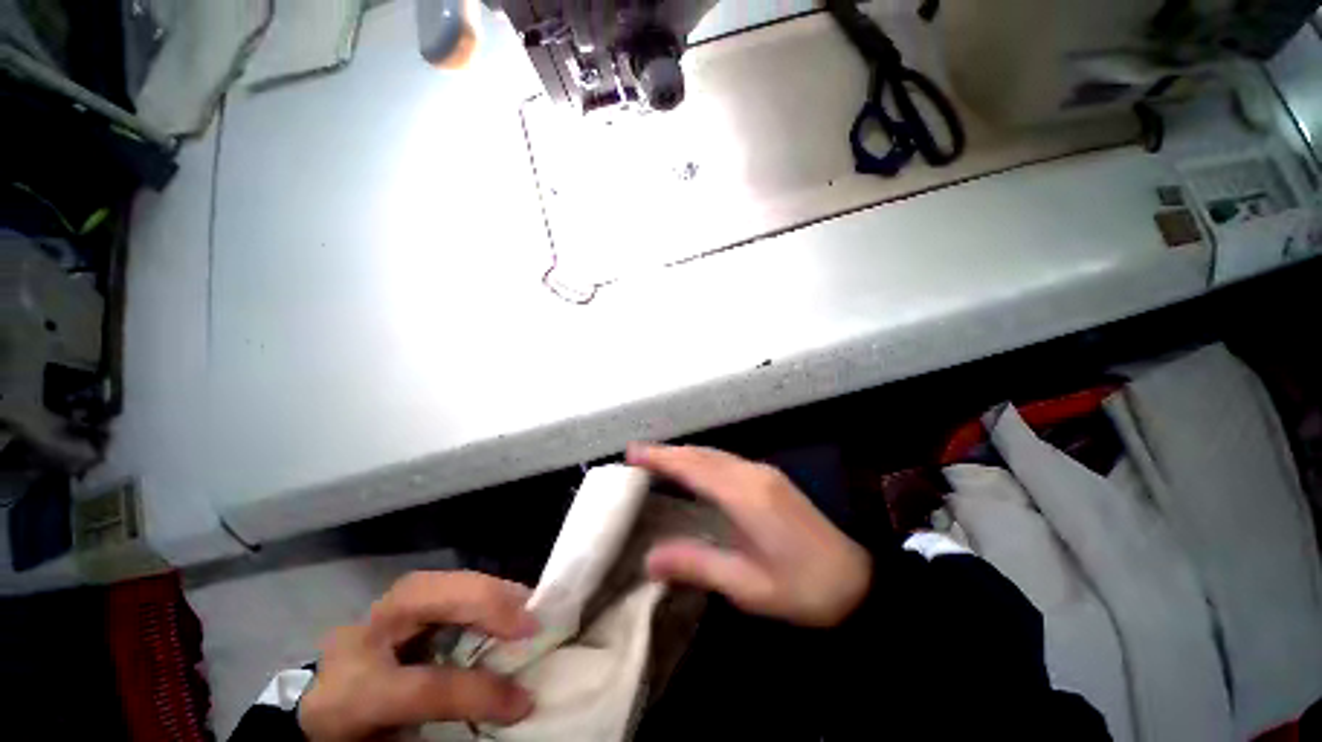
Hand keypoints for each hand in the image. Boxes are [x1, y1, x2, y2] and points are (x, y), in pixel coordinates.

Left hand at [298, 571, 538, 741]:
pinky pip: (445, 582)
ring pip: (438, 580)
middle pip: (425, 600)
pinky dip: (480, 587)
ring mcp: (378, 610)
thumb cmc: (358, 733)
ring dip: (489, 588)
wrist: (322, 709)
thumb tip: (510, 704)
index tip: (524, 701)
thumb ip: (446, 721)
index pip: (425, 686)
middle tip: (531, 620)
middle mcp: (363, 637)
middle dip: (486, 602)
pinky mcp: (399, 599)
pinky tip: (505, 597)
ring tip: (527, 602)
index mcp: (353, 691)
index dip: (479, 692)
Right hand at [629, 444, 871, 626]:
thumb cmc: (804, 588)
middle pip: (702, 454)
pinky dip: (702, 460)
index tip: (632, 453)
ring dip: (684, 454)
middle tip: (636, 455)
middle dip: (668, 452)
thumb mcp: (748, 586)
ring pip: (714, 454)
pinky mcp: (771, 479)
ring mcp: (764, 473)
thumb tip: (649, 558)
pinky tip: (693, 471)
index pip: (694, 467)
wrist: (858, 582)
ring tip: (656, 461)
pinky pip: (727, 460)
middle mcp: (753, 474)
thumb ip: (697, 565)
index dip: (661, 458)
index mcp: (747, 495)